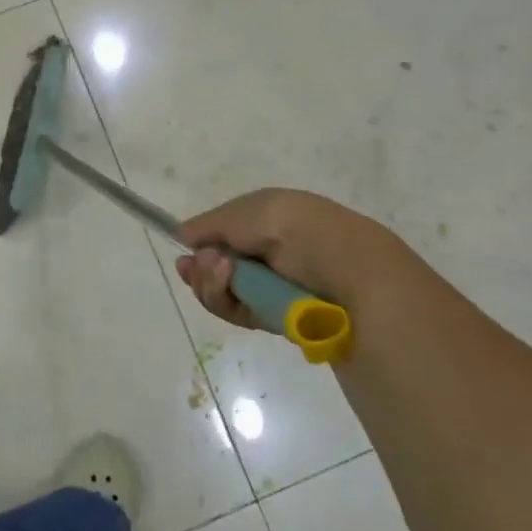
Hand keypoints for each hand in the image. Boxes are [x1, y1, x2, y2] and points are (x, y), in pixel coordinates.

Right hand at [176, 188, 409, 333]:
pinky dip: (226, 302)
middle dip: (201, 267)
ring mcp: (270, 287)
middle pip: (216, 265)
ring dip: (210, 283)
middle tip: (198, 266)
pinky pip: (237, 312)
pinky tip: (228, 286)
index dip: (203, 243)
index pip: (224, 233)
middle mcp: (268, 253)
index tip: (185, 249)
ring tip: (221, 273)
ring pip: (222, 291)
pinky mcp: (275, 319)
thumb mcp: (249, 211)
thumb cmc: (298, 229)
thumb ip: (211, 223)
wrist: (348, 274)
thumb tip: (183, 235)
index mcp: (268, 220)